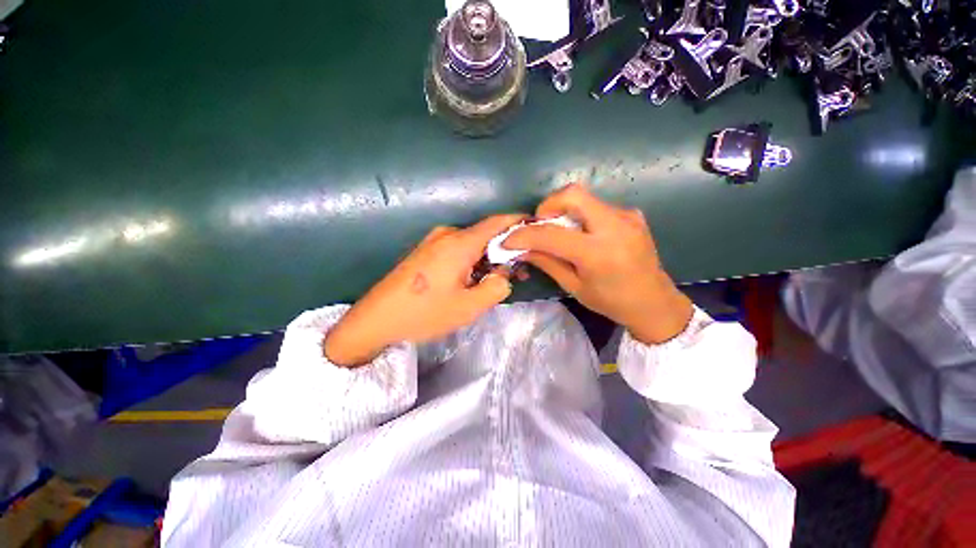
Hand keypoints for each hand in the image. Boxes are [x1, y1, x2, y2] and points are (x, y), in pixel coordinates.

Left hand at [324, 214, 525, 366]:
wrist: (376, 319)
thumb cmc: (424, 313)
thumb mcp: (468, 307)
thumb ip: (496, 287)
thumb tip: (503, 275)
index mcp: (459, 243)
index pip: (497, 222)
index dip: (519, 223)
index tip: (536, 230)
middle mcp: (447, 234)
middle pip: (486, 235)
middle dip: (505, 250)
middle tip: (517, 272)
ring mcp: (434, 241)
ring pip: (472, 244)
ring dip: (488, 258)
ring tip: (495, 280)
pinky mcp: (426, 251)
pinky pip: (458, 249)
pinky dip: (472, 260)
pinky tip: (473, 278)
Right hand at [505, 184, 692, 344]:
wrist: (655, 302)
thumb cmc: (612, 302)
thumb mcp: (574, 286)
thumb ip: (547, 262)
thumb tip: (522, 248)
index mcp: (598, 254)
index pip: (552, 234)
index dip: (524, 235)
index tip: (508, 239)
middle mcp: (615, 227)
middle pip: (573, 194)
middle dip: (548, 205)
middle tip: (539, 224)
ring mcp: (627, 216)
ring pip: (585, 198)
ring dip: (564, 211)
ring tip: (559, 232)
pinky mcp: (632, 214)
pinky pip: (597, 206)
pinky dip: (581, 216)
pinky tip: (583, 234)